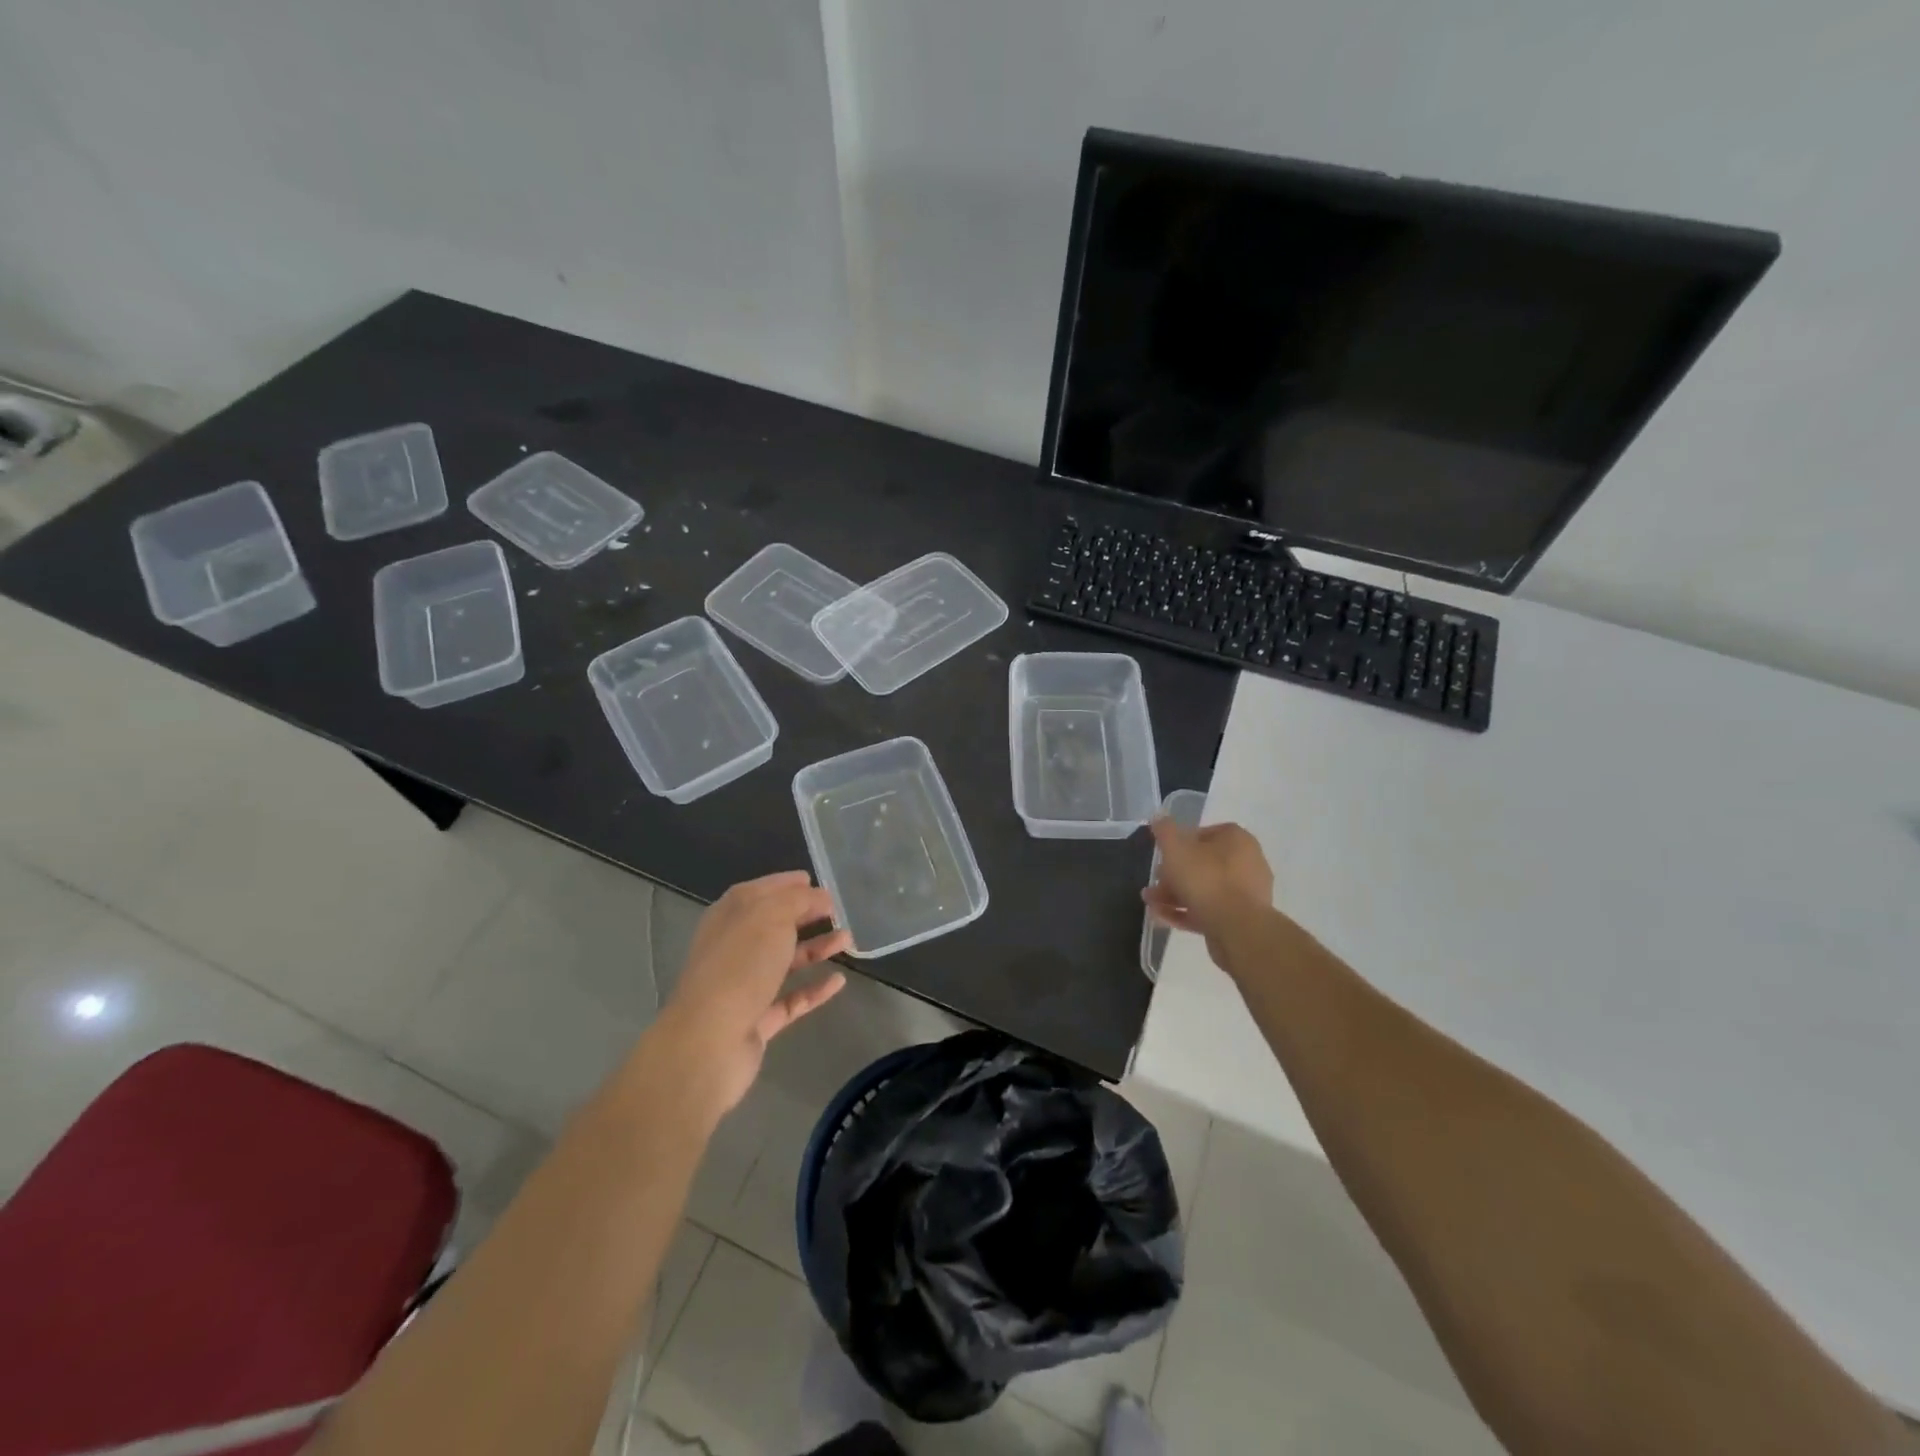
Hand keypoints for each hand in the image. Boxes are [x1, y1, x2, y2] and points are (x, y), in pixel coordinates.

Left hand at [657, 872, 849, 1114]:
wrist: (710, 1041)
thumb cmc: (740, 965)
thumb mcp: (772, 916)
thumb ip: (798, 900)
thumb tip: (819, 896)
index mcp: (730, 916)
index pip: (760, 890)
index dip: (786, 884)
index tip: (816, 881)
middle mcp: (734, 947)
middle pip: (774, 925)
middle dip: (805, 915)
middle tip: (838, 911)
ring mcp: (744, 986)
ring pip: (784, 961)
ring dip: (815, 949)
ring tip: (848, 940)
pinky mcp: (756, 1020)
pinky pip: (790, 998)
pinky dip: (814, 989)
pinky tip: (839, 981)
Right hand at [1143, 818, 1274, 966]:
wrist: (1237, 929)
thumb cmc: (1206, 879)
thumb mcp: (1176, 849)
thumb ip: (1165, 831)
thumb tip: (1158, 817)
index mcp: (1237, 840)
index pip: (1207, 832)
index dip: (1181, 841)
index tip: (1164, 853)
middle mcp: (1248, 863)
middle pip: (1204, 863)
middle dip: (1174, 873)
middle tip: (1154, 881)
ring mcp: (1246, 894)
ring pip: (1205, 889)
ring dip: (1175, 894)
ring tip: (1150, 902)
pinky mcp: (1241, 920)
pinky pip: (1209, 910)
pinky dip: (1186, 912)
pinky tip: (1161, 917)